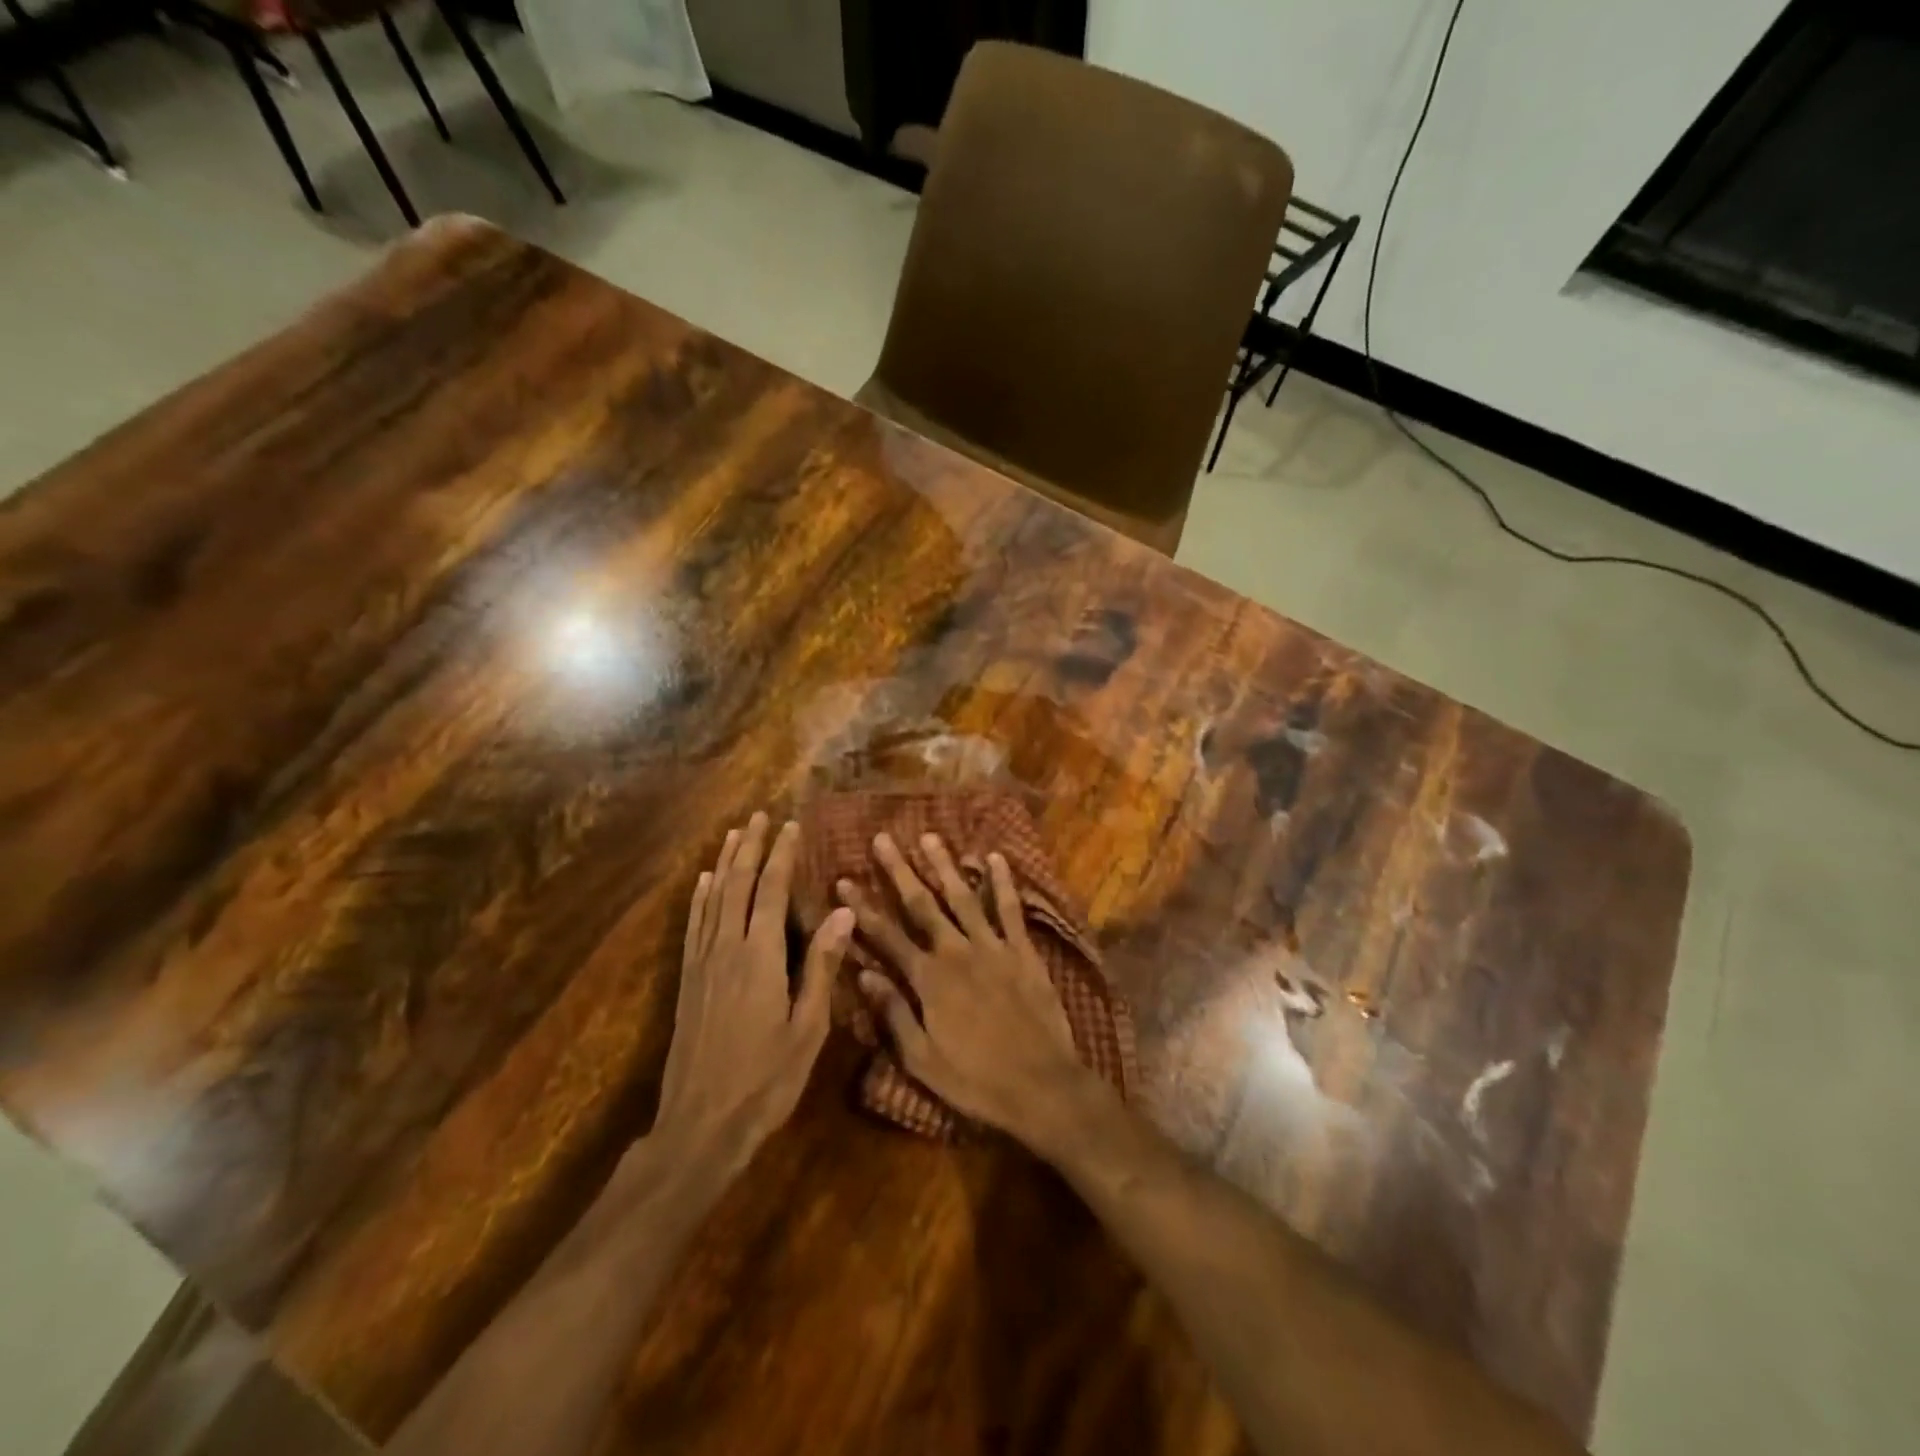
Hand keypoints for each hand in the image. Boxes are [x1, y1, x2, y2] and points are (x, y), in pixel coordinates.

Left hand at [655, 813, 854, 1176]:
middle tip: (760, 816)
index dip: (782, 856)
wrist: (701, 1126)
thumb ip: (822, 966)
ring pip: (712, 899)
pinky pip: (693, 926)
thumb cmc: (766, 1080)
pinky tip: (702, 882)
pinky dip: (699, 898)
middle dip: (750, 847)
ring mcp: (702, 964)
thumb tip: (842, 911)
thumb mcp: (808, 1028)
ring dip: (724, 863)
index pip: (772, 891)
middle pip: (737, 885)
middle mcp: (726, 949)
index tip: (791, 825)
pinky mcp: (687, 981)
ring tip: (734, 834)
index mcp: (760, 957)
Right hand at [837, 832, 1109, 1149]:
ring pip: (963, 897)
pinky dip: (1003, 882)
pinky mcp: (1023, 951)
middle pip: (921, 904)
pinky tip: (995, 857)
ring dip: (944, 865)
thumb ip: (893, 1014)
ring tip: (928, 836)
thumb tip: (862, 974)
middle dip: (899, 870)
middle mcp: (956, 952)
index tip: (843, 879)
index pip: (886, 935)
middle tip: (882, 838)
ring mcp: (992, 947)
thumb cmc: (976, 1081)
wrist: (1041, 1086)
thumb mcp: (922, 1060)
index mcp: (928, 980)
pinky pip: (1011, 909)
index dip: (862, 906)